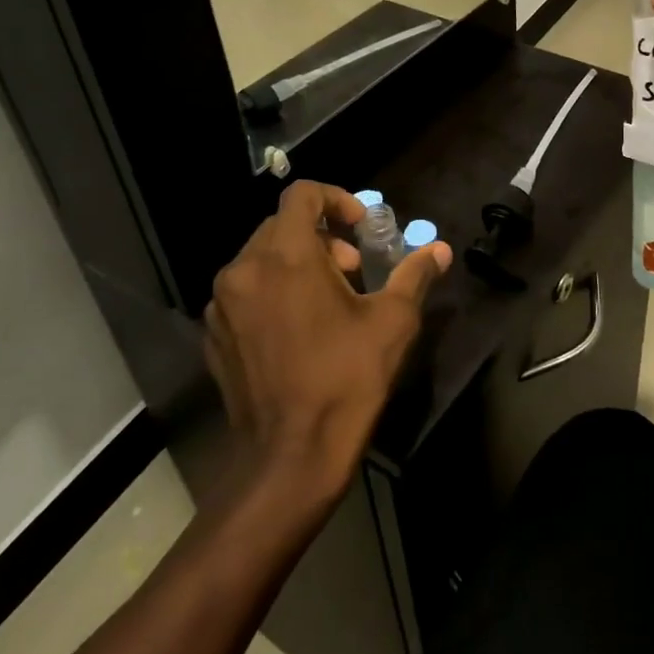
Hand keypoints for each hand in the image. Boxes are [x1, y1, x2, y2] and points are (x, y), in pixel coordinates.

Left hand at [205, 180, 451, 508]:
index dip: (336, 199)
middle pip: (281, 225)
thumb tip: (439, 249)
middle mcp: (244, 269)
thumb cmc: (346, 380)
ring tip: (327, 301)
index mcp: (287, 255)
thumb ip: (413, 275)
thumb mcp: (392, 323)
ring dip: (296, 263)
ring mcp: (221, 304)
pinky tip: (296, 329)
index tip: (361, 227)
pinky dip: (271, 292)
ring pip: (260, 259)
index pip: (302, 195)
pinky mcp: (213, 334)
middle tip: (352, 269)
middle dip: (322, 236)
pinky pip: (244, 292)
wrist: (290, 458)